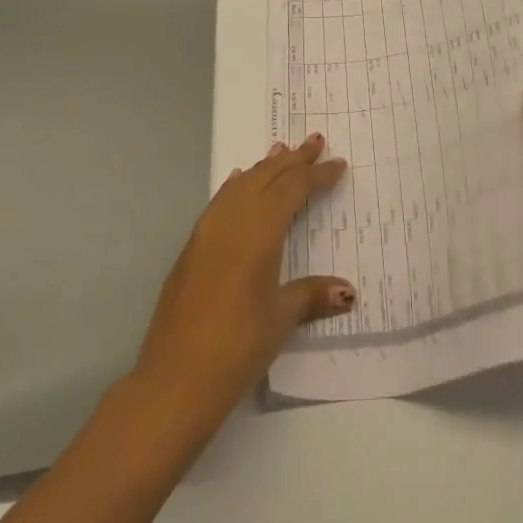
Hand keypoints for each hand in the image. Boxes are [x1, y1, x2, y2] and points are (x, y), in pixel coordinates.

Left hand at [131, 133, 353, 431]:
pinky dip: (238, 185)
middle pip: (266, 176)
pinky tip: (239, 183)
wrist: (173, 380)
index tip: (338, 163)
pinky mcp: (191, 247)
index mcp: (259, 230)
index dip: (316, 175)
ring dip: (264, 167)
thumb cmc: (236, 346)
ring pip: (241, 184)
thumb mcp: (280, 318)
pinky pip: (221, 201)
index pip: (292, 189)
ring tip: (281, 151)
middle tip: (315, 142)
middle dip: (292, 159)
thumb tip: (348, 291)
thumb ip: (312, 295)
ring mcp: (206, 231)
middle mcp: (231, 220)